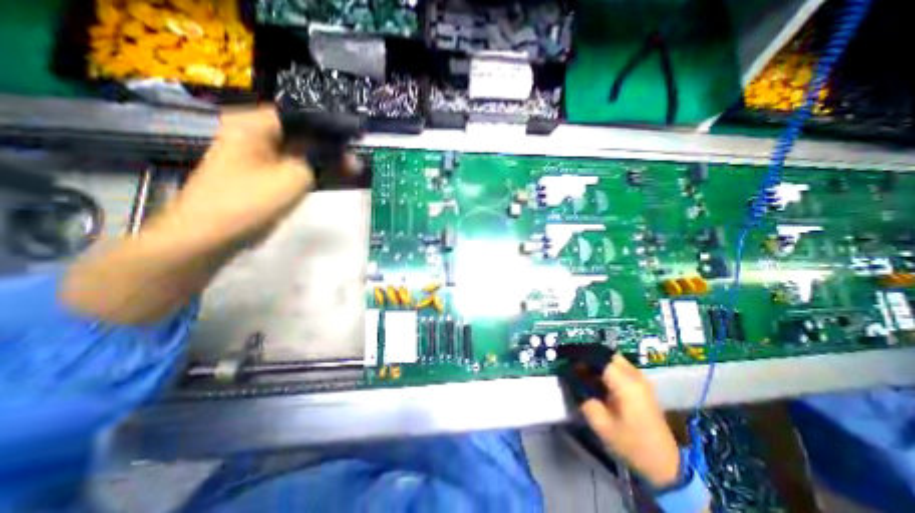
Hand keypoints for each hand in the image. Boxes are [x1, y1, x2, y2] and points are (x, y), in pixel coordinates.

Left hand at [150, 106, 358, 243]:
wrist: (209, 235)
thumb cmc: (250, 201)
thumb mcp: (295, 176)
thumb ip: (324, 162)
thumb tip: (351, 158)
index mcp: (254, 124)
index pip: (302, 116)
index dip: (331, 127)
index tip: (355, 139)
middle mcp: (252, 134)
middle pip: (301, 134)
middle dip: (330, 147)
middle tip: (356, 159)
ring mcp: (254, 156)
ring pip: (298, 152)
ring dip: (322, 161)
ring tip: (350, 169)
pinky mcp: (258, 175)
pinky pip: (291, 167)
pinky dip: (310, 171)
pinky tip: (329, 178)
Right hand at [578, 353, 677, 489]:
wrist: (665, 464)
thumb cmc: (631, 444)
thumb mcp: (601, 425)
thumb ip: (584, 399)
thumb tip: (573, 380)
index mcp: (625, 383)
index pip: (598, 358)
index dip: (580, 356)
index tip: (566, 359)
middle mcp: (635, 376)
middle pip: (607, 354)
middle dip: (589, 356)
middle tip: (574, 365)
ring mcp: (641, 380)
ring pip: (614, 359)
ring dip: (598, 362)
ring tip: (583, 371)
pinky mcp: (642, 386)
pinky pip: (621, 367)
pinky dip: (606, 368)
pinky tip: (597, 379)